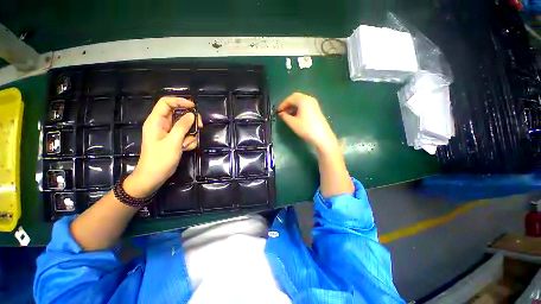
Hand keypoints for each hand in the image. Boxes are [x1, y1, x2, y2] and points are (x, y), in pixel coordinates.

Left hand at [125, 97, 202, 197]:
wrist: (154, 176)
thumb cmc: (160, 159)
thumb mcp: (173, 142)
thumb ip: (182, 127)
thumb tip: (192, 115)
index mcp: (156, 121)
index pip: (166, 102)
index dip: (180, 101)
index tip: (194, 107)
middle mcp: (162, 124)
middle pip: (180, 114)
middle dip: (191, 121)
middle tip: (199, 127)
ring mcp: (169, 133)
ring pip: (185, 126)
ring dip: (191, 135)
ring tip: (186, 145)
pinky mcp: (174, 140)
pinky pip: (186, 135)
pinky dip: (189, 141)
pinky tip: (185, 148)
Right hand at [278, 93, 337, 152]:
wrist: (322, 136)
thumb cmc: (306, 129)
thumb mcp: (292, 123)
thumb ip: (285, 116)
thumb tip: (281, 113)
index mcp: (303, 100)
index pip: (290, 98)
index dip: (282, 104)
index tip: (278, 111)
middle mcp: (309, 99)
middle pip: (296, 97)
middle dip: (288, 103)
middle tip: (282, 111)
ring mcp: (314, 104)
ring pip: (301, 101)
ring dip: (293, 106)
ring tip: (288, 114)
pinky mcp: (316, 109)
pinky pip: (305, 105)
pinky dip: (299, 108)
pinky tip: (296, 116)